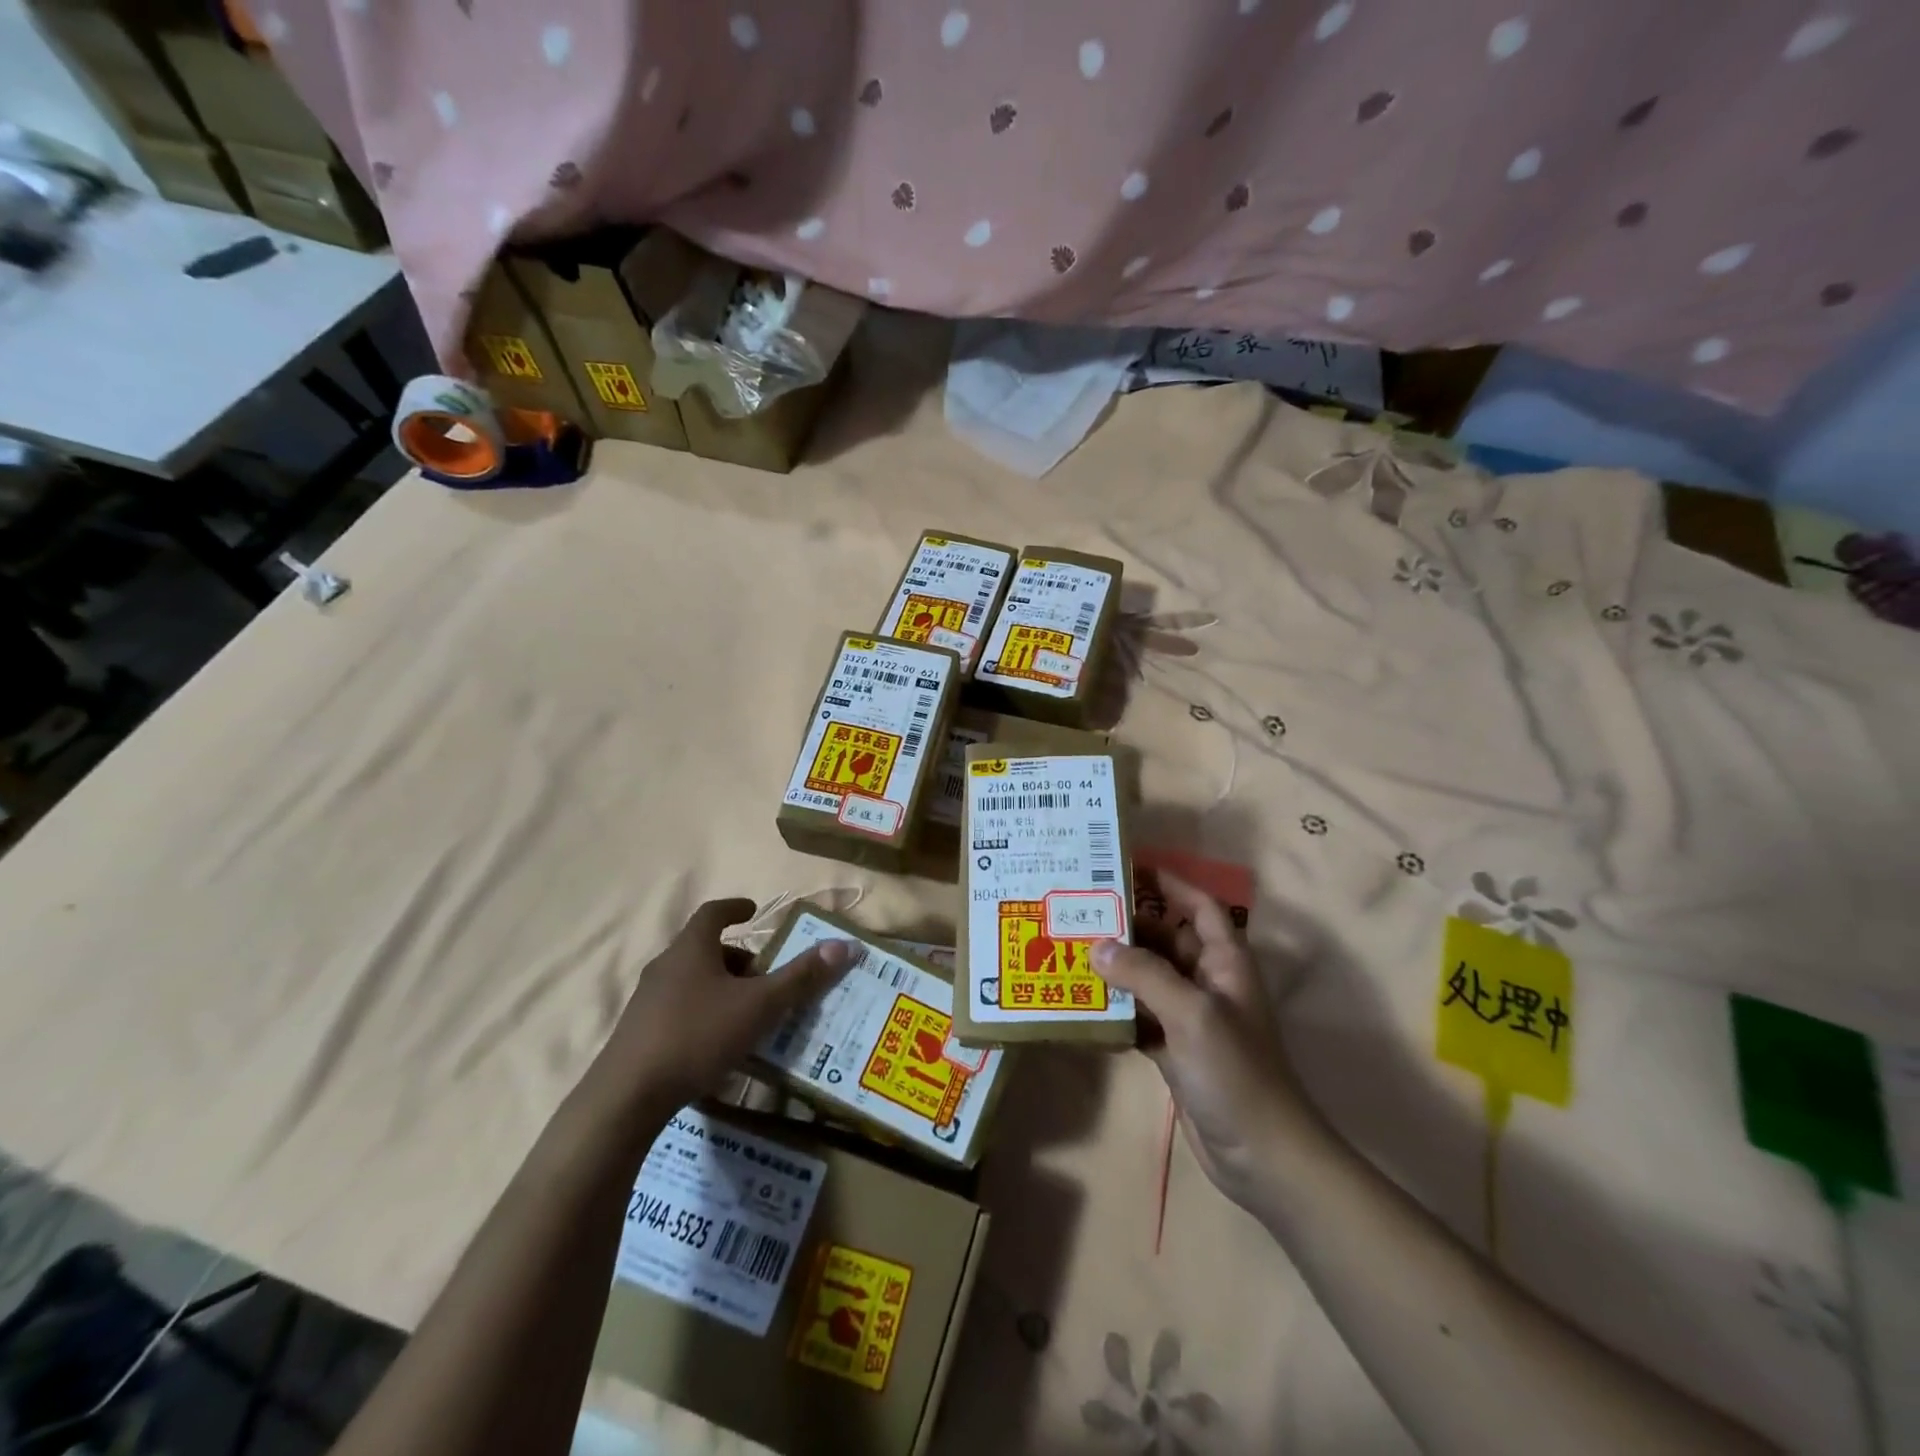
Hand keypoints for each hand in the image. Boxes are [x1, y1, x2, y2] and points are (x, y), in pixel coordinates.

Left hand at [591, 899, 852, 1117]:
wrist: (627, 1097)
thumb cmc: (698, 1035)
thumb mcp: (760, 1005)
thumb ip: (801, 977)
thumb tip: (844, 945)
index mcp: (691, 948)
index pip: (713, 912)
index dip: (735, 908)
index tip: (754, 911)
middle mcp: (666, 966)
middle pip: (704, 948)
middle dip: (736, 957)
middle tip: (763, 974)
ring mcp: (647, 1000)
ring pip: (691, 980)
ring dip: (720, 987)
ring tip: (747, 1011)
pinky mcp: (639, 1033)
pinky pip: (678, 1009)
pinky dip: (703, 1012)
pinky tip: (719, 1043)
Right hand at [1093, 871, 1317, 1209]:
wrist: (1263, 1156)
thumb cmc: (1236, 1071)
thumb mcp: (1192, 1013)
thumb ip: (1144, 975)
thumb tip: (1097, 946)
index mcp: (1225, 961)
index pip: (1197, 905)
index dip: (1168, 883)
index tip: (1125, 867)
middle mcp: (1208, 981)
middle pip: (1165, 938)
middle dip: (1127, 925)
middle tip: (1079, 910)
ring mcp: (1190, 1016)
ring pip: (1148, 977)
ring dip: (1116, 967)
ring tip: (1069, 949)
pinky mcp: (1174, 1048)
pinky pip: (1139, 1015)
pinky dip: (1115, 1008)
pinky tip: (1082, 1003)